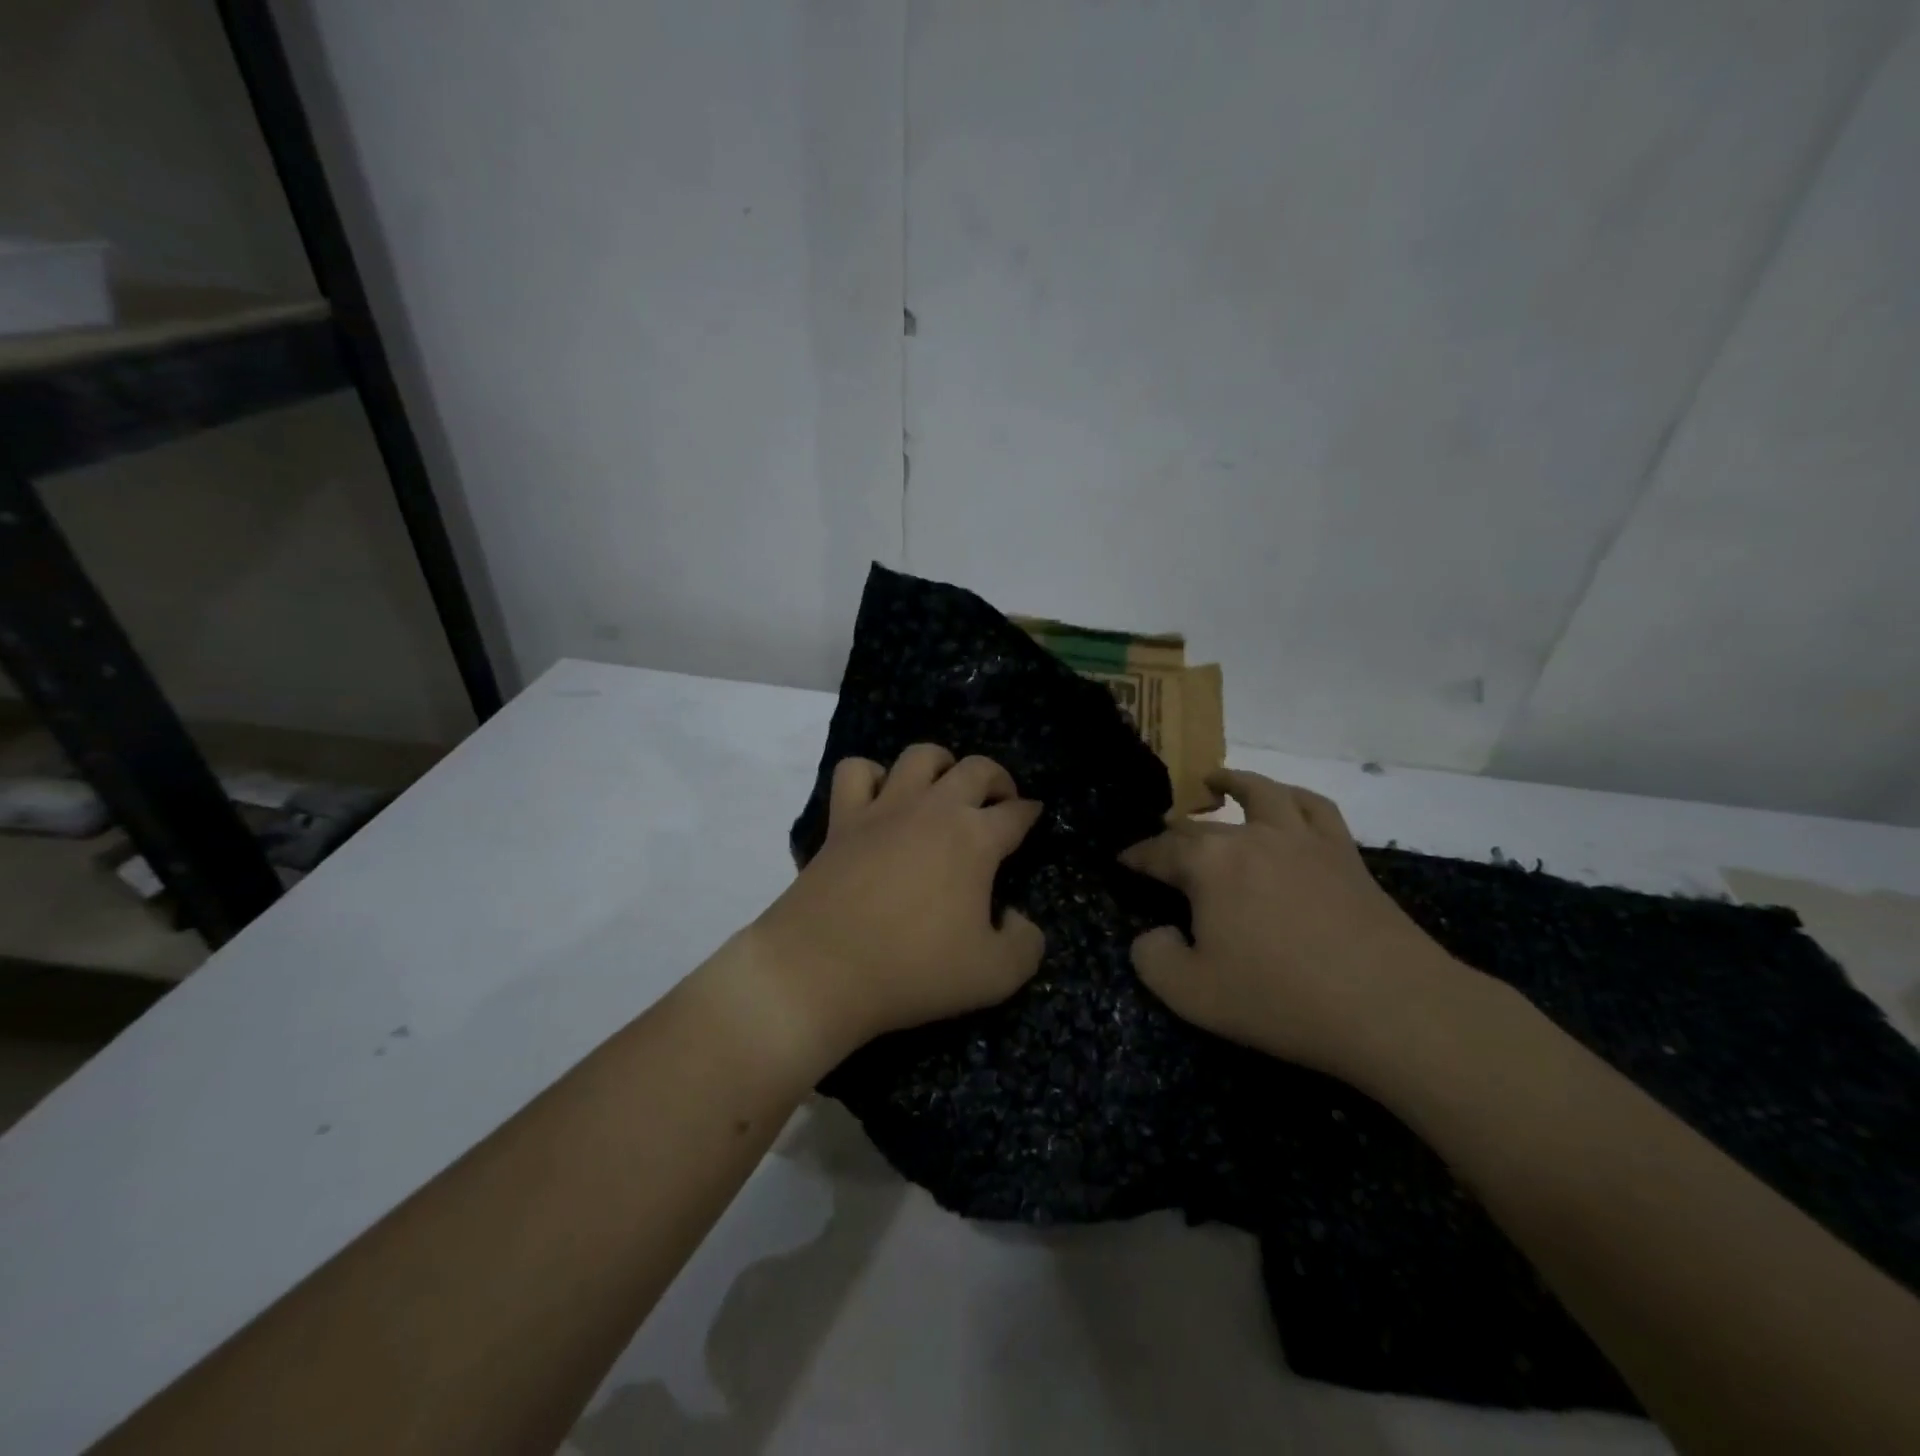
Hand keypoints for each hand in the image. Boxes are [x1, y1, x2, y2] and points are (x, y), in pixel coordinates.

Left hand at [747, 744, 1045, 1062]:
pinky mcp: (842, 820)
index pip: (1016, 813)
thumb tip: (1014, 916)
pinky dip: (872, 775)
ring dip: (941, 764)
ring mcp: (884, 808)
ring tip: (944, 789)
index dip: (1031, 813)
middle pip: (976, 768)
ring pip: (920, 756)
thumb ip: (1026, 944)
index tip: (1034, 817)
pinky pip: (856, 772)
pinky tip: (880, 798)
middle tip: (999, 803)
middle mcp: (933, 809)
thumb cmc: (913, 970)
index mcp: (975, 839)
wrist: (822, 970)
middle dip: (997, 779)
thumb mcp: (995, 976)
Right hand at [1121, 769, 1467, 1074]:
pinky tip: (1287, 801)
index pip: (1159, 851)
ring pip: (1261, 793)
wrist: (1389, 1006)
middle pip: (1201, 824)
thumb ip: (1153, 958)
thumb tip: (1152, 934)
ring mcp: (1301, 839)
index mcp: (1208, 865)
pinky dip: (1293, 797)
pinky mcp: (1344, 853)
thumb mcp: (1192, 994)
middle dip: (1173, 831)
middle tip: (1162, 842)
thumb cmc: (1280, 999)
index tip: (1123, 861)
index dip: (1136, 856)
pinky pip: (1315, 808)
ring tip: (1217, 780)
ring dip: (1233, 782)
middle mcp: (1251, 837)